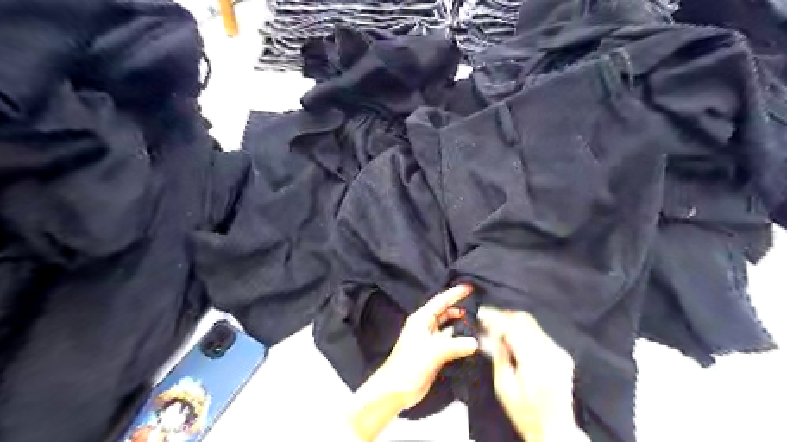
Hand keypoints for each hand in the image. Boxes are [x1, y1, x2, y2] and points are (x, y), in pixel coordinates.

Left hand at [376, 285, 478, 408]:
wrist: (396, 389)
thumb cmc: (409, 365)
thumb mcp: (432, 352)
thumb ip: (455, 345)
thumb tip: (475, 342)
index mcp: (421, 319)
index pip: (441, 301)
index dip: (455, 293)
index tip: (470, 287)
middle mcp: (426, 326)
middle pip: (446, 312)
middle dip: (460, 308)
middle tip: (479, 305)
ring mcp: (430, 340)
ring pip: (449, 327)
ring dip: (461, 325)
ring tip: (479, 323)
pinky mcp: (434, 353)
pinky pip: (450, 341)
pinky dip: (460, 340)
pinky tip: (472, 342)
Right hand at [477, 305, 585, 441]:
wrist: (555, 431)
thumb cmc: (525, 414)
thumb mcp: (504, 387)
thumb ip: (499, 355)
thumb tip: (493, 332)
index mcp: (536, 361)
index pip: (513, 328)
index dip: (495, 317)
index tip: (480, 312)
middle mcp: (551, 351)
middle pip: (525, 320)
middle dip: (504, 316)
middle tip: (487, 319)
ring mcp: (559, 352)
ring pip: (532, 324)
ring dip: (513, 322)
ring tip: (496, 328)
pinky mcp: (561, 354)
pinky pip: (539, 333)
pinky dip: (523, 331)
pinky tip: (512, 338)